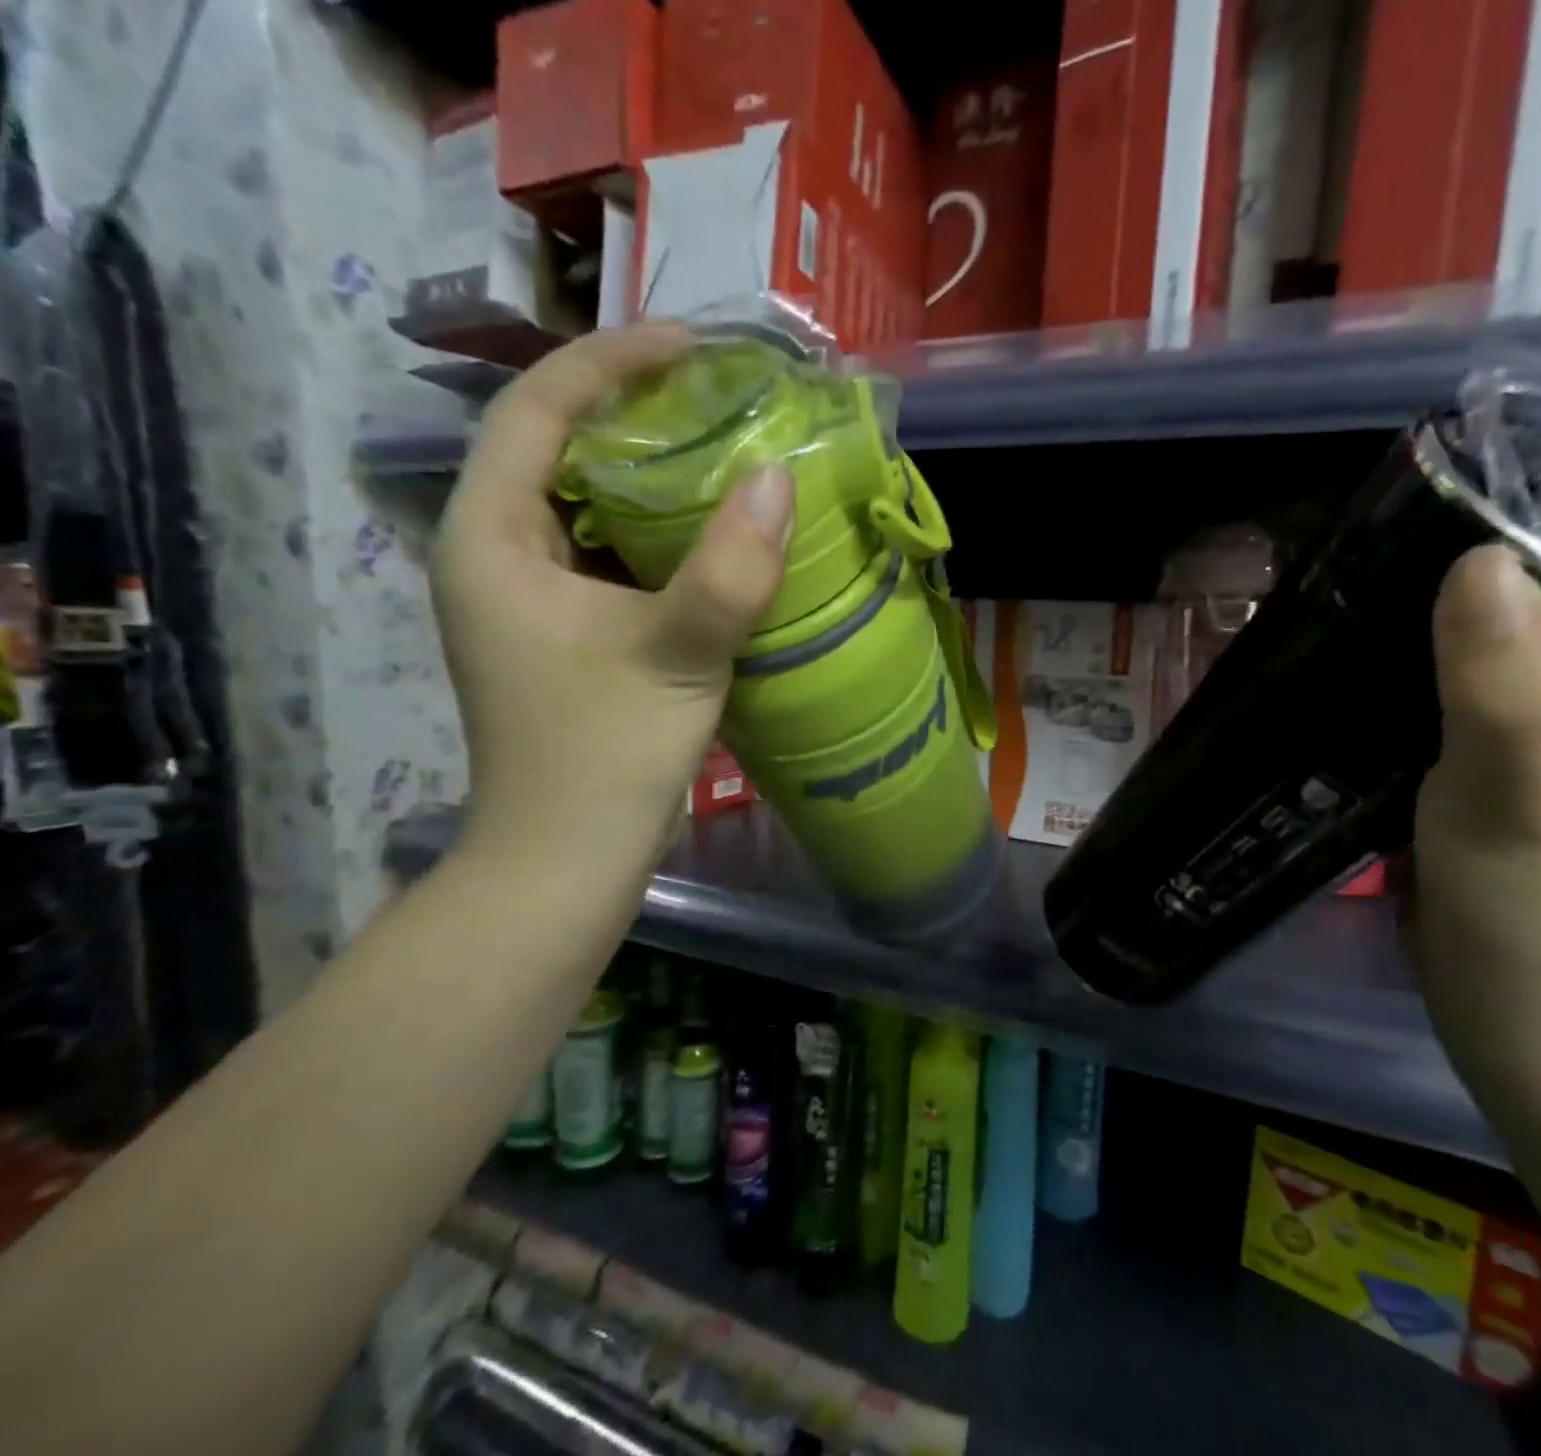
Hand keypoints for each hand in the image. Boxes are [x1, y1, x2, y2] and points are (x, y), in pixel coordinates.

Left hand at [431, 325, 794, 868]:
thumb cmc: (604, 756)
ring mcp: (533, 598)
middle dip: (638, 414)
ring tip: (728, 451)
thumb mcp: (675, 654)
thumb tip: (781, 480)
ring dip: (656, 478)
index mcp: (491, 538)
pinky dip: (665, 537)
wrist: (569, 859)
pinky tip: (718, 535)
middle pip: (561, 451)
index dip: (610, 362)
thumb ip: (730, 569)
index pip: (536, 411)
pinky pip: (616, 558)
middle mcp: (499, 554)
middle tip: (720, 397)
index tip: (691, 345)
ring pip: (593, 507)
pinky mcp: (570, 633)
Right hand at [1412, 401, 1540, 1089]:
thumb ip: (1506, 682)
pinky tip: (1426, 619)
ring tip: (1456, 525)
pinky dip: (1483, 632)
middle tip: (1501, 467)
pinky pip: (1522, 669)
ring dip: (1527, 572)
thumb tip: (1478, 561)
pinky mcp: (1540, 758)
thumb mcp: (1523, 792)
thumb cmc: (1540, 910)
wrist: (1518, 1010)